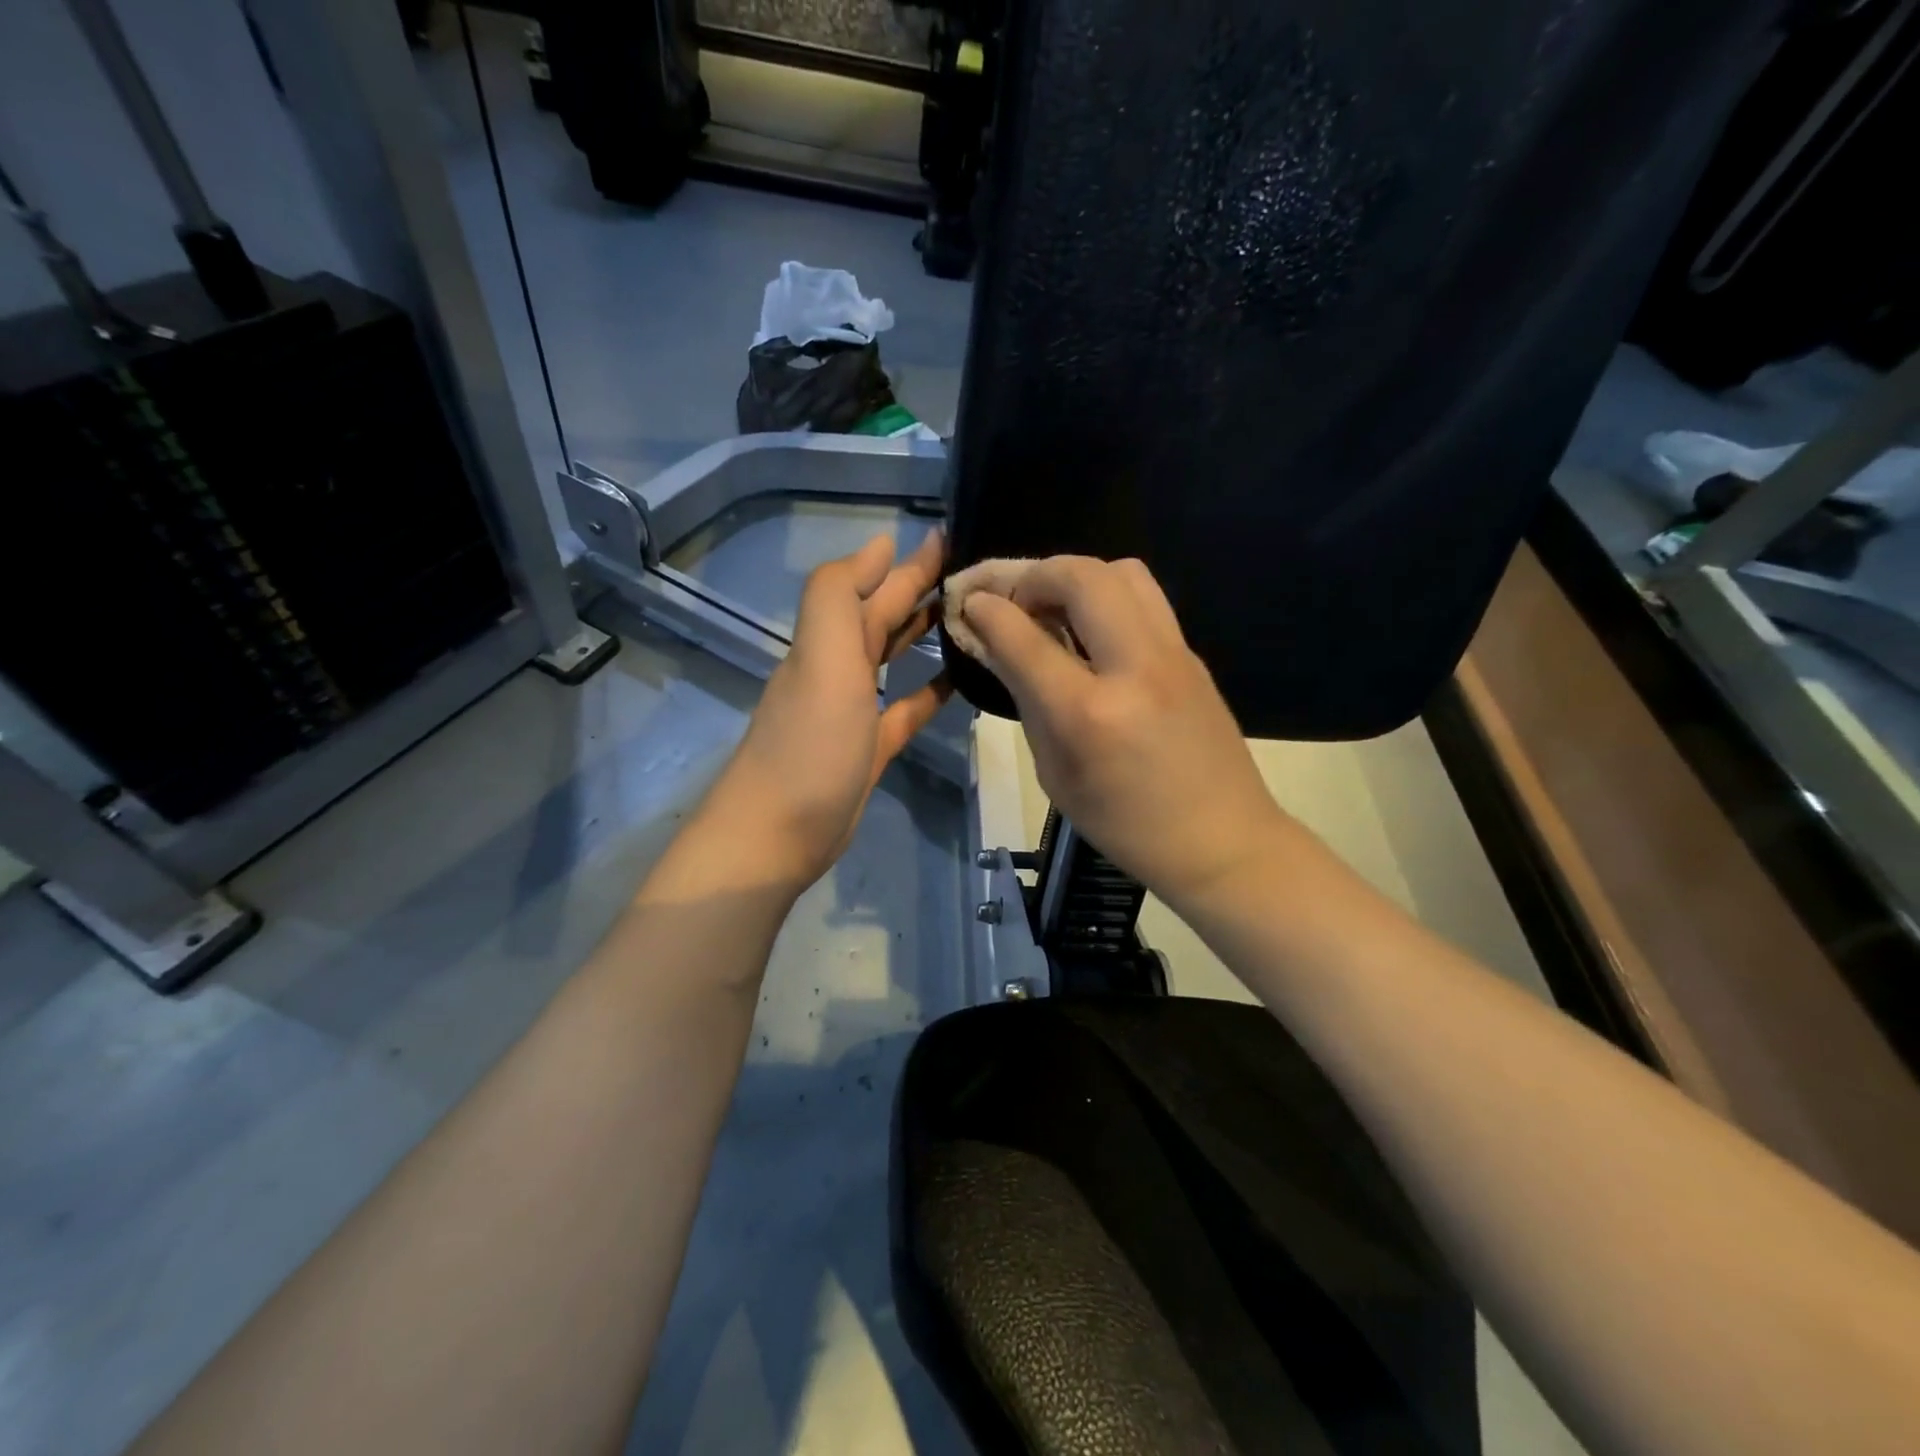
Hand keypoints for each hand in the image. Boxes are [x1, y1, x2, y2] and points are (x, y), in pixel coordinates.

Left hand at [704, 531, 950, 889]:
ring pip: (893, 656)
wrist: (778, 834)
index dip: (909, 562)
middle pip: (884, 616)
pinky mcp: (869, 747)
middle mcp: (839, 667)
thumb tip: (880, 545)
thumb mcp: (821, 659)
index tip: (953, 537)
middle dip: (922, 590)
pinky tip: (957, 679)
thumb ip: (839, 595)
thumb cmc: (809, 745)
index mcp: (829, 641)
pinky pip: (905, 708)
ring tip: (970, 617)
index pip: (874, 586)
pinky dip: (928, 690)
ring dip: (923, 633)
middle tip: (975, 573)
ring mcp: (853, 709)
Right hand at [962, 556, 1289, 910]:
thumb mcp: (1056, 773)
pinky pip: (1144, 597)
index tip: (969, 602)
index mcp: (1088, 713)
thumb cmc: (1125, 824)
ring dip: (1075, 577)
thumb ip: (1025, 700)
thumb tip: (995, 646)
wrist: (1221, 840)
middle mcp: (1134, 668)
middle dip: (1032, 574)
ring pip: (1121, 571)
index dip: (987, 609)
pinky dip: (1106, 596)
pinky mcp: (1191, 654)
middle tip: (1013, 601)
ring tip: (1053, 608)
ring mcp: (1172, 654)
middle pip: (1080, 577)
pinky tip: (1091, 631)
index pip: (1024, 636)